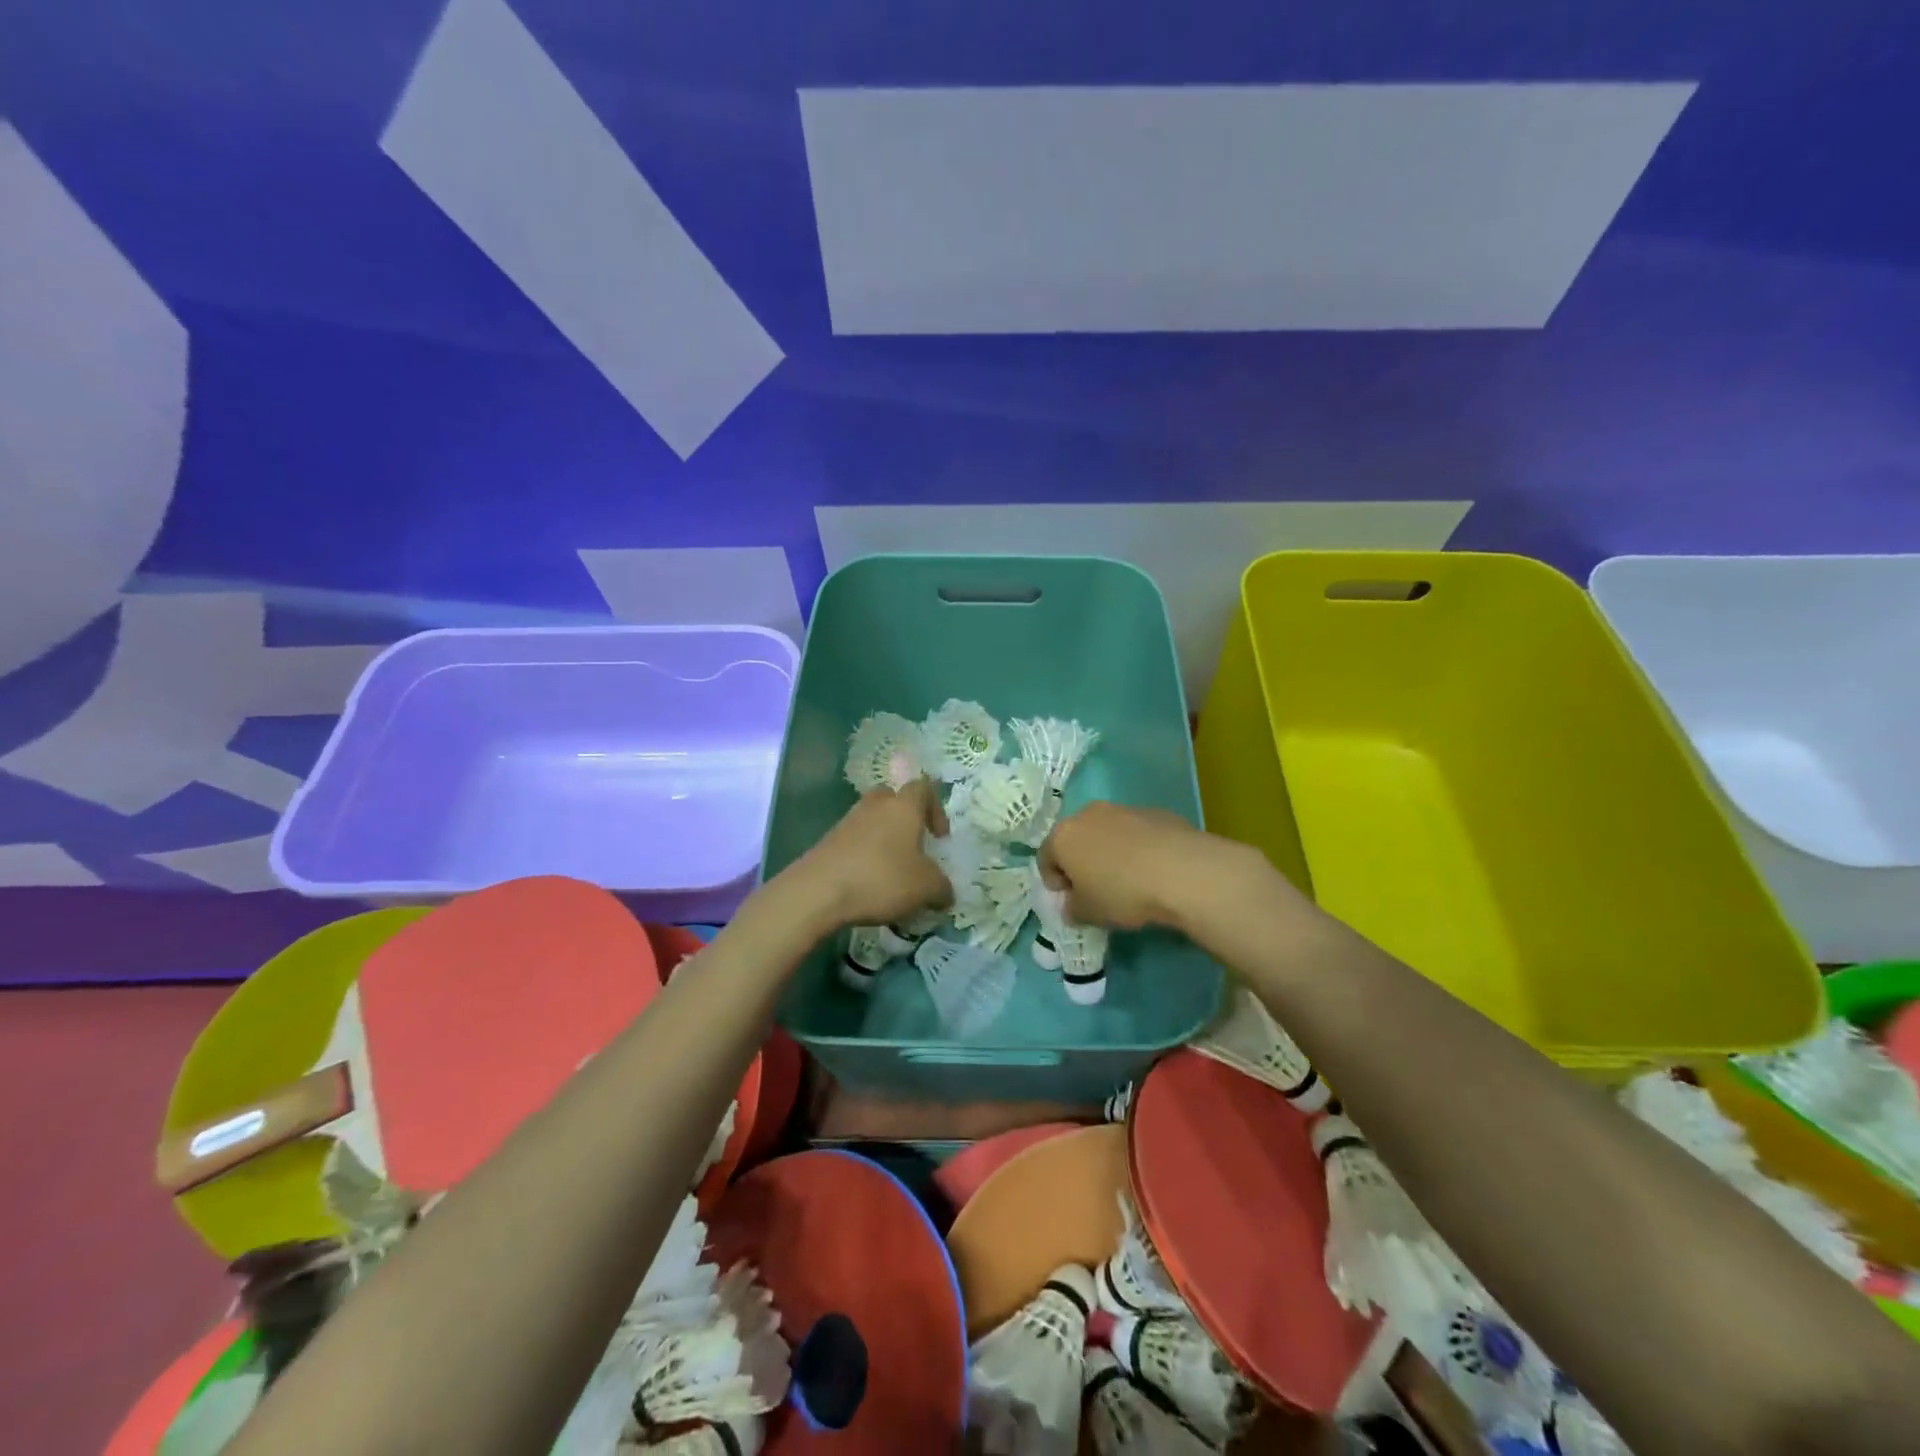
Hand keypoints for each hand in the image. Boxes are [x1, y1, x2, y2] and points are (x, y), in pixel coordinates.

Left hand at [791, 778, 952, 929]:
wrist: (818, 891)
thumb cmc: (881, 878)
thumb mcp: (925, 888)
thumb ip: (942, 888)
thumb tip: (945, 893)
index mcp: (903, 807)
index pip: (923, 787)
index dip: (936, 808)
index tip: (939, 837)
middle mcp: (875, 806)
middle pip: (892, 797)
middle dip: (905, 818)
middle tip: (913, 846)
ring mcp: (847, 822)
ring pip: (871, 820)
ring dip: (884, 839)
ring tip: (892, 872)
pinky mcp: (828, 842)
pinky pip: (854, 841)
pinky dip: (864, 856)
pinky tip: (868, 884)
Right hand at [1039, 801, 1260, 929]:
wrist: (1182, 870)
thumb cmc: (1123, 892)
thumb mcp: (1090, 913)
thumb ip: (1073, 909)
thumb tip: (1072, 906)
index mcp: (1063, 836)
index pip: (1045, 858)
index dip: (1054, 882)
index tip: (1070, 901)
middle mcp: (1088, 815)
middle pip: (1075, 839)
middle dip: (1081, 862)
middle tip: (1096, 889)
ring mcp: (1123, 809)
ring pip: (1106, 832)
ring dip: (1109, 852)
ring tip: (1128, 879)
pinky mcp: (1155, 811)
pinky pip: (1135, 832)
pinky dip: (1137, 847)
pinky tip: (1153, 869)